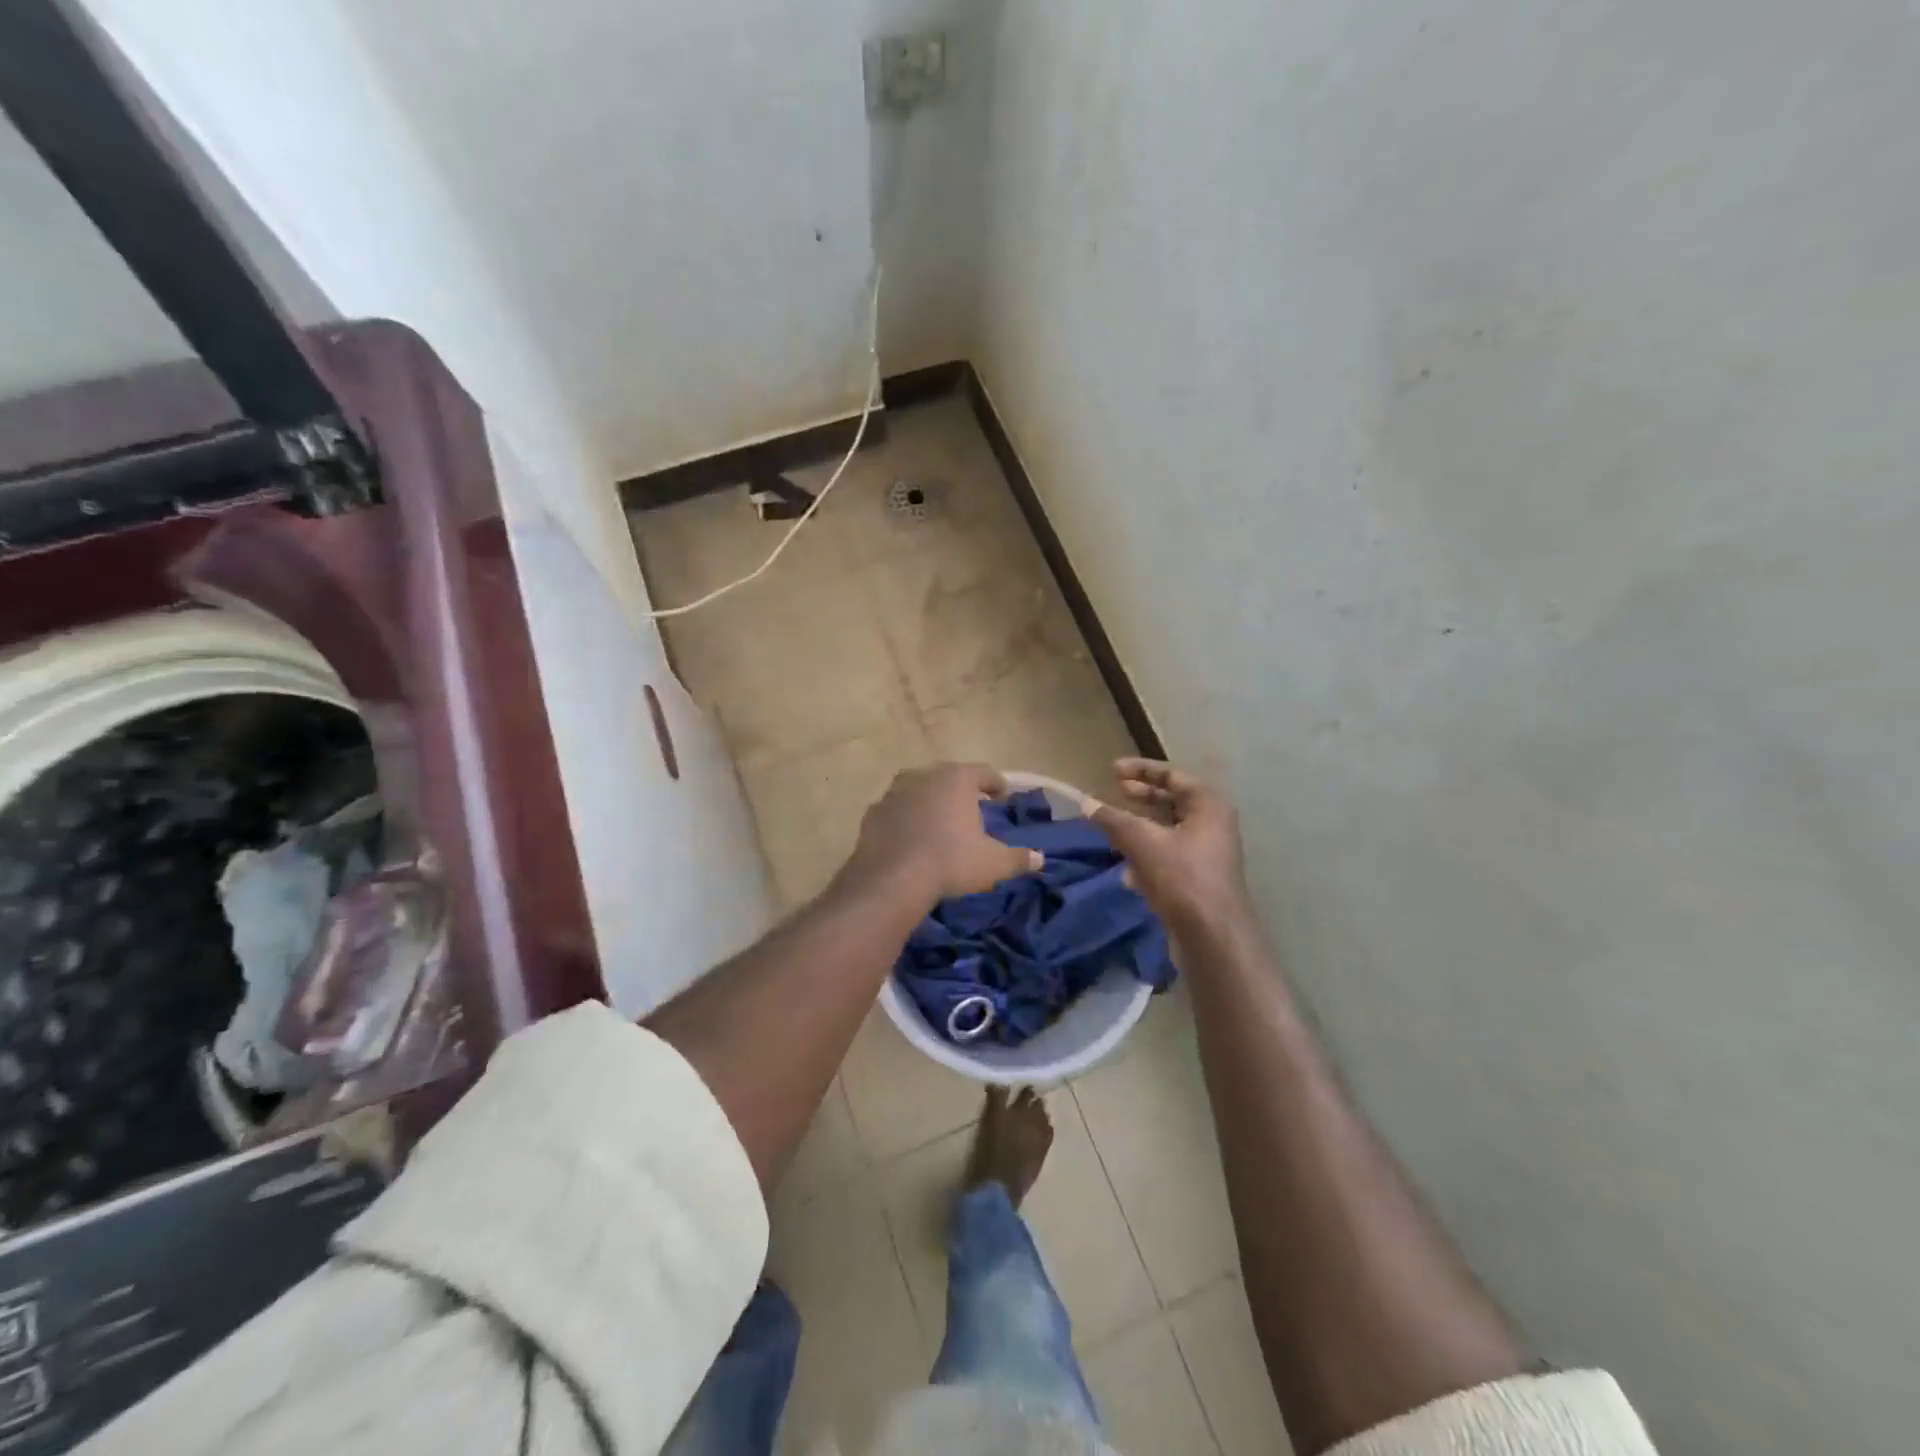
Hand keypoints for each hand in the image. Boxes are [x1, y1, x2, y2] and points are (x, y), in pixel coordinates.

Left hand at [845, 763, 1042, 904]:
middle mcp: (924, 775)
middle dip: (961, 791)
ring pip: (919, 789)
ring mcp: (895, 792)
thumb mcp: (993, 864)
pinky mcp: (873, 812)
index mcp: (957, 779)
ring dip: (930, 801)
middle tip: (971, 810)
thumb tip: (1039, 858)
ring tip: (939, 823)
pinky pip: (897, 810)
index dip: (996, 785)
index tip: (1002, 799)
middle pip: (949, 776)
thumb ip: (1018, 858)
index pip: (984, 772)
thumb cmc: (951, 861)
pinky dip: (906, 818)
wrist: (892, 879)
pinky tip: (911, 838)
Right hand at [1088, 759, 1255, 942]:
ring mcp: (1208, 852)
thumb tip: (1087, 803)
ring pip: (1168, 830)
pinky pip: (1169, 855)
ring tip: (1113, 829)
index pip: (1172, 776)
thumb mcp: (1142, 843)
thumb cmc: (1182, 878)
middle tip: (1115, 791)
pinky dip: (1148, 855)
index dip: (1141, 769)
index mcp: (1208, 805)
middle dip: (1141, 797)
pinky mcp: (1199, 877)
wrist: (1213, 936)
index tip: (1112, 770)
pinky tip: (1127, 873)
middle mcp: (1213, 823)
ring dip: (1140, 828)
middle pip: (1172, 801)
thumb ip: (1113, 819)